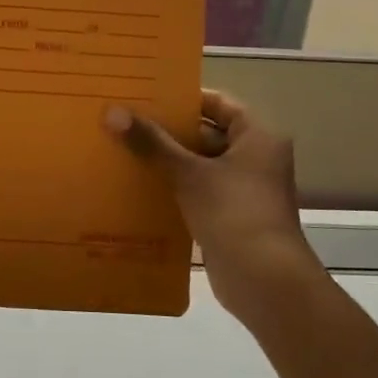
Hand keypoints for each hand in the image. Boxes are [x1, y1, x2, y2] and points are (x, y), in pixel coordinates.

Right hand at [104, 90, 317, 305]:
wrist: (264, 281)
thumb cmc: (233, 213)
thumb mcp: (188, 173)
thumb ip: (151, 142)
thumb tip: (113, 112)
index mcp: (258, 137)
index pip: (219, 103)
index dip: (185, 99)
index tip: (147, 97)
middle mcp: (255, 159)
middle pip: (207, 134)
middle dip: (168, 132)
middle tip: (126, 122)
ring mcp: (243, 190)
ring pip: (200, 166)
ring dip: (168, 162)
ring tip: (123, 151)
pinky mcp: (230, 217)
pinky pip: (198, 192)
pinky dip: (173, 188)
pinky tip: (138, 188)